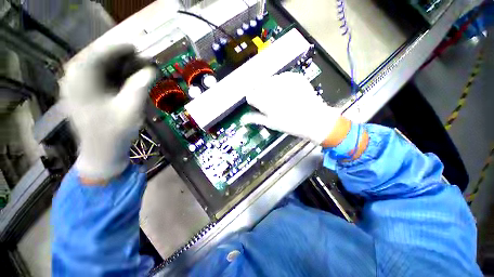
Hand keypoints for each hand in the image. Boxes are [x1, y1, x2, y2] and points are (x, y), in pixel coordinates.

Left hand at [60, 44, 156, 181]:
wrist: (101, 153)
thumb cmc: (114, 133)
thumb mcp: (130, 109)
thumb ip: (139, 87)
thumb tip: (151, 70)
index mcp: (80, 82)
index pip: (97, 54)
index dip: (118, 48)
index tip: (136, 47)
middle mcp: (74, 80)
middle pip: (96, 59)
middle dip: (119, 57)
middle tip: (140, 58)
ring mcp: (77, 88)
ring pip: (97, 68)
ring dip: (117, 66)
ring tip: (136, 67)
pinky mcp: (83, 95)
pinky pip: (98, 77)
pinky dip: (113, 75)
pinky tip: (126, 78)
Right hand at [242, 72, 343, 144]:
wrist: (314, 119)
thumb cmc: (290, 124)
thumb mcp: (271, 123)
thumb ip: (256, 118)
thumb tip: (244, 118)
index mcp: (265, 101)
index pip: (250, 95)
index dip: (253, 100)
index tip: (257, 104)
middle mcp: (273, 88)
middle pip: (259, 86)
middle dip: (261, 93)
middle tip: (269, 102)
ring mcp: (285, 80)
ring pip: (269, 80)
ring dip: (270, 87)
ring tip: (279, 97)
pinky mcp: (294, 76)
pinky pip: (281, 77)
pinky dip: (281, 84)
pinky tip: (287, 92)